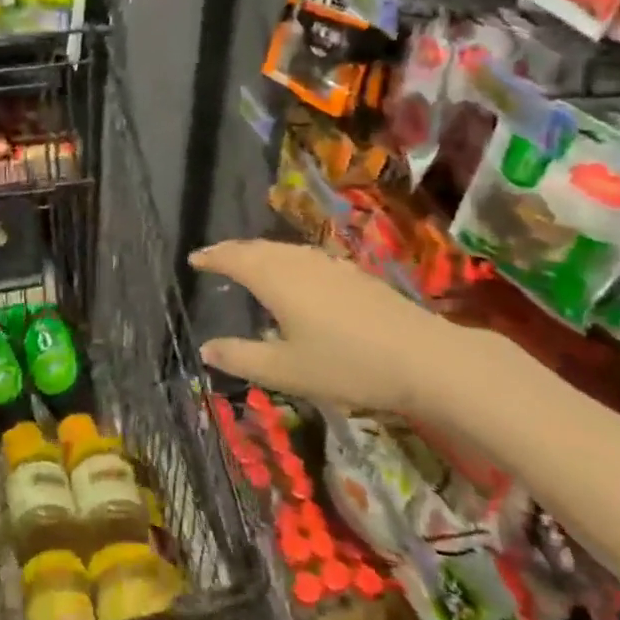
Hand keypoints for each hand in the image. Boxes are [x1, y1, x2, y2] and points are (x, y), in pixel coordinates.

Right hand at [190, 240, 450, 412]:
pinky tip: (295, 276)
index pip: (233, 258)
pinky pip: (305, 258)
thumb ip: (241, 358)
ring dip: (260, 253)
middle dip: (232, 251)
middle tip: (215, 258)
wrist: (425, 359)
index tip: (194, 259)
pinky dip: (285, 260)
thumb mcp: (285, 370)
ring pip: (284, 250)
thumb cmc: (346, 364)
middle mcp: (298, 262)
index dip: (212, 257)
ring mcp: (329, 265)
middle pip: (257, 248)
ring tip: (248, 263)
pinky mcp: (353, 274)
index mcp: (274, 279)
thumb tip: (205, 349)